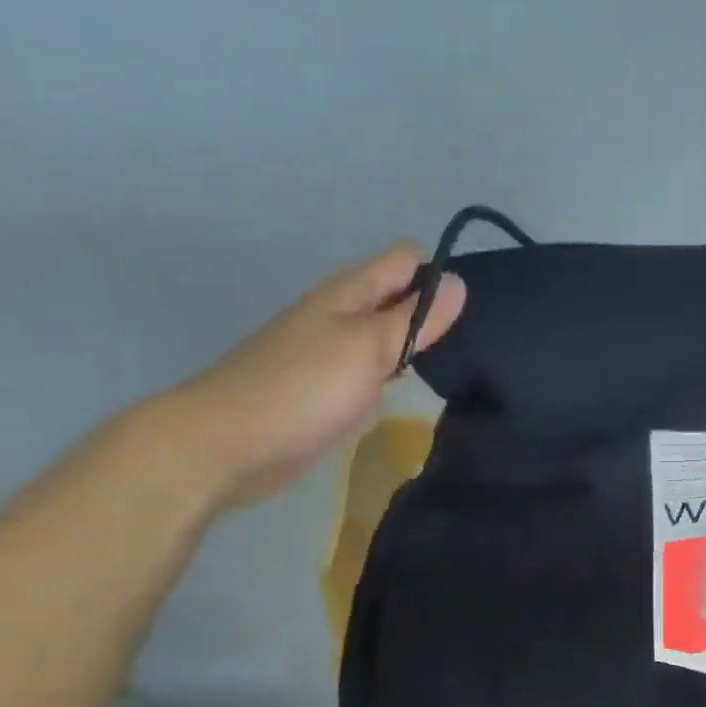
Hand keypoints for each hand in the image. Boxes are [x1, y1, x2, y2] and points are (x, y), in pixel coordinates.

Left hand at [156, 244, 465, 506]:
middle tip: (477, 346)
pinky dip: (390, 379)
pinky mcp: (324, 391)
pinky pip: (368, 373)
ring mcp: (329, 355)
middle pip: (396, 299)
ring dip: (414, 348)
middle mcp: (339, 315)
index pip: (405, 262)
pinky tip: (409, 396)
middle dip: (434, 314)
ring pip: (383, 338)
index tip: (475, 311)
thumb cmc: (304, 387)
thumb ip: (415, 319)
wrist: (228, 444)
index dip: (440, 276)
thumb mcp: (369, 346)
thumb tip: (459, 283)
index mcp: (348, 293)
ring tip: (459, 370)